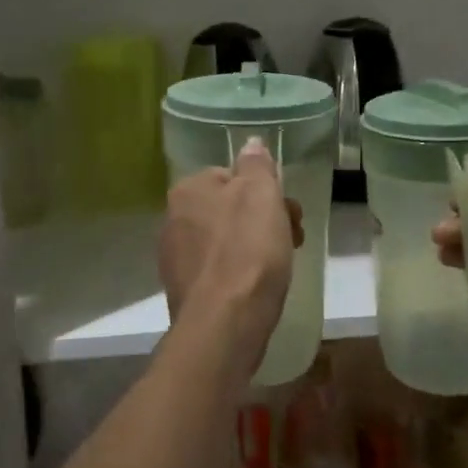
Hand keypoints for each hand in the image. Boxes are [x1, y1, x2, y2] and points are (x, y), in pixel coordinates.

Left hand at [159, 139, 303, 351]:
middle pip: (229, 208)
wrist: (226, 323)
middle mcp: (173, 219)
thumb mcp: (261, 194)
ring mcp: (175, 258)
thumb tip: (250, 144)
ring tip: (281, 266)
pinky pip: (219, 270)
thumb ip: (256, 165)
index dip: (265, 191)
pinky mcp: (185, 291)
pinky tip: (257, 287)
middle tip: (293, 237)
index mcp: (188, 190)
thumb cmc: (248, 251)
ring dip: (254, 246)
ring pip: (225, 240)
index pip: (231, 176)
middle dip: (263, 219)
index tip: (289, 211)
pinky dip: (239, 273)